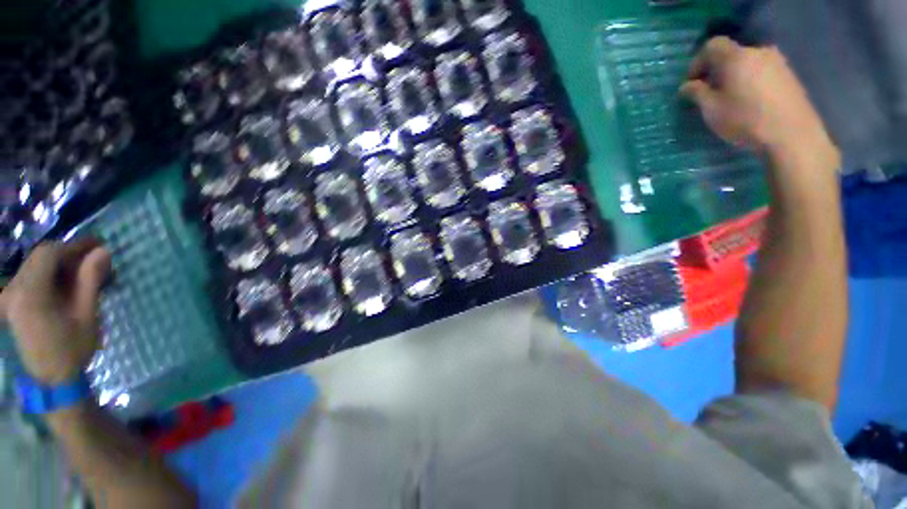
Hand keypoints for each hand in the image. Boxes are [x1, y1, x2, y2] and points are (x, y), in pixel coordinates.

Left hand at [0, 239, 111, 384]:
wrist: (49, 382)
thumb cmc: (71, 350)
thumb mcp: (86, 316)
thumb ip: (90, 281)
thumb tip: (102, 251)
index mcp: (30, 292)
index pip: (49, 253)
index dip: (74, 247)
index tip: (97, 247)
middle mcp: (13, 290)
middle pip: (39, 258)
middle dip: (67, 256)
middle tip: (94, 261)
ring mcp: (9, 298)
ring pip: (34, 268)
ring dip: (59, 267)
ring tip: (83, 275)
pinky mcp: (11, 305)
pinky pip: (29, 280)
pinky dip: (49, 278)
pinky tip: (65, 287)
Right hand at [680, 37, 837, 164]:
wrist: (792, 134)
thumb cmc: (745, 120)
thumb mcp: (712, 110)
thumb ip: (697, 93)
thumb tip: (686, 86)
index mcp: (736, 57)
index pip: (712, 45)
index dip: (698, 62)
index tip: (692, 82)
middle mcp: (758, 52)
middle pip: (731, 53)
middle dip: (717, 70)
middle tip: (709, 91)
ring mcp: (777, 62)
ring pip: (748, 62)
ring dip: (735, 75)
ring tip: (730, 97)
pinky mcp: (789, 75)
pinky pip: (762, 71)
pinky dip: (751, 80)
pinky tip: (750, 100)